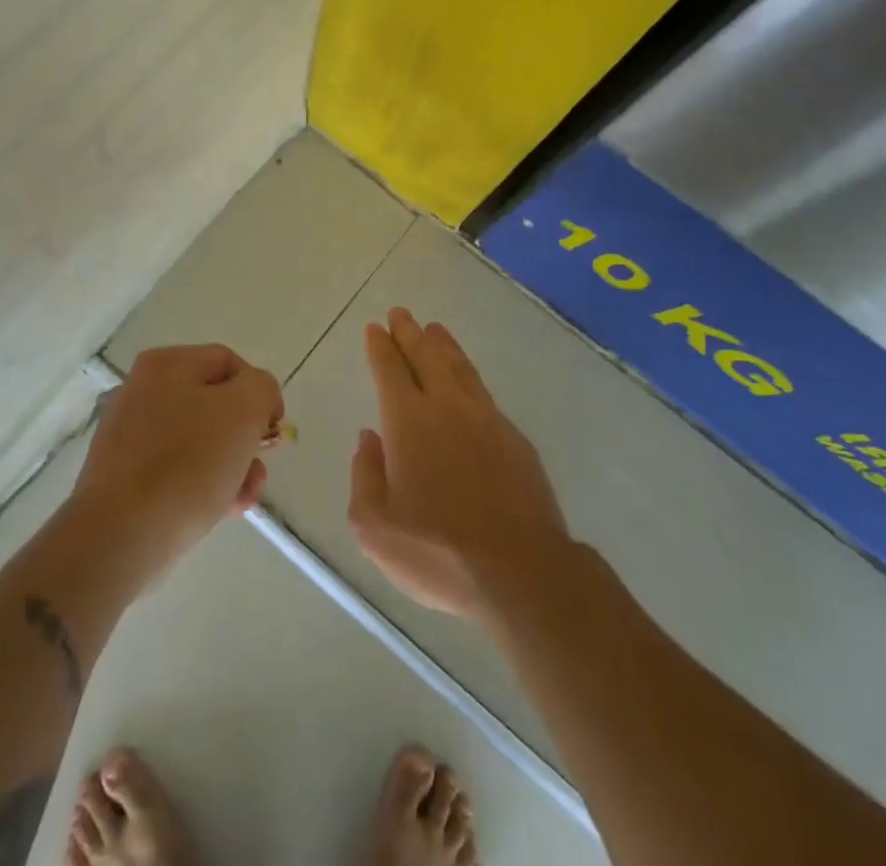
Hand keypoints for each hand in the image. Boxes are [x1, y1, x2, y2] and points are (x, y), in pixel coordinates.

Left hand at [72, 344, 282, 579]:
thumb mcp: (243, 411)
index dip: (260, 392)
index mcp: (166, 365)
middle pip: (215, 404)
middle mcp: (143, 391)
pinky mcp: (125, 476)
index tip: (273, 431)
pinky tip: (221, 509)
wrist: (120, 535)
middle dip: (246, 438)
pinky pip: (177, 470)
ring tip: (244, 498)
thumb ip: (261, 388)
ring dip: (232, 465)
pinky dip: (203, 485)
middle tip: (259, 469)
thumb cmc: (188, 463)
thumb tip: (256, 398)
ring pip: (199, 441)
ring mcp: (130, 435)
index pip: (229, 363)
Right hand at [349, 308, 568, 620]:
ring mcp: (486, 419)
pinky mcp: (515, 438)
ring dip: (443, 345)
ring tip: (434, 329)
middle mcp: (446, 408)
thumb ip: (364, 475)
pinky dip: (468, 374)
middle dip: (410, 333)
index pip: (390, 370)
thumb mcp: (375, 527)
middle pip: (426, 356)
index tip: (375, 328)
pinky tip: (467, 380)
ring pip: (459, 367)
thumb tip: (368, 439)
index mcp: (408, 422)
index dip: (380, 347)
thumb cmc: (437, 552)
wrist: (521, 571)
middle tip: (400, 314)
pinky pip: (483, 392)